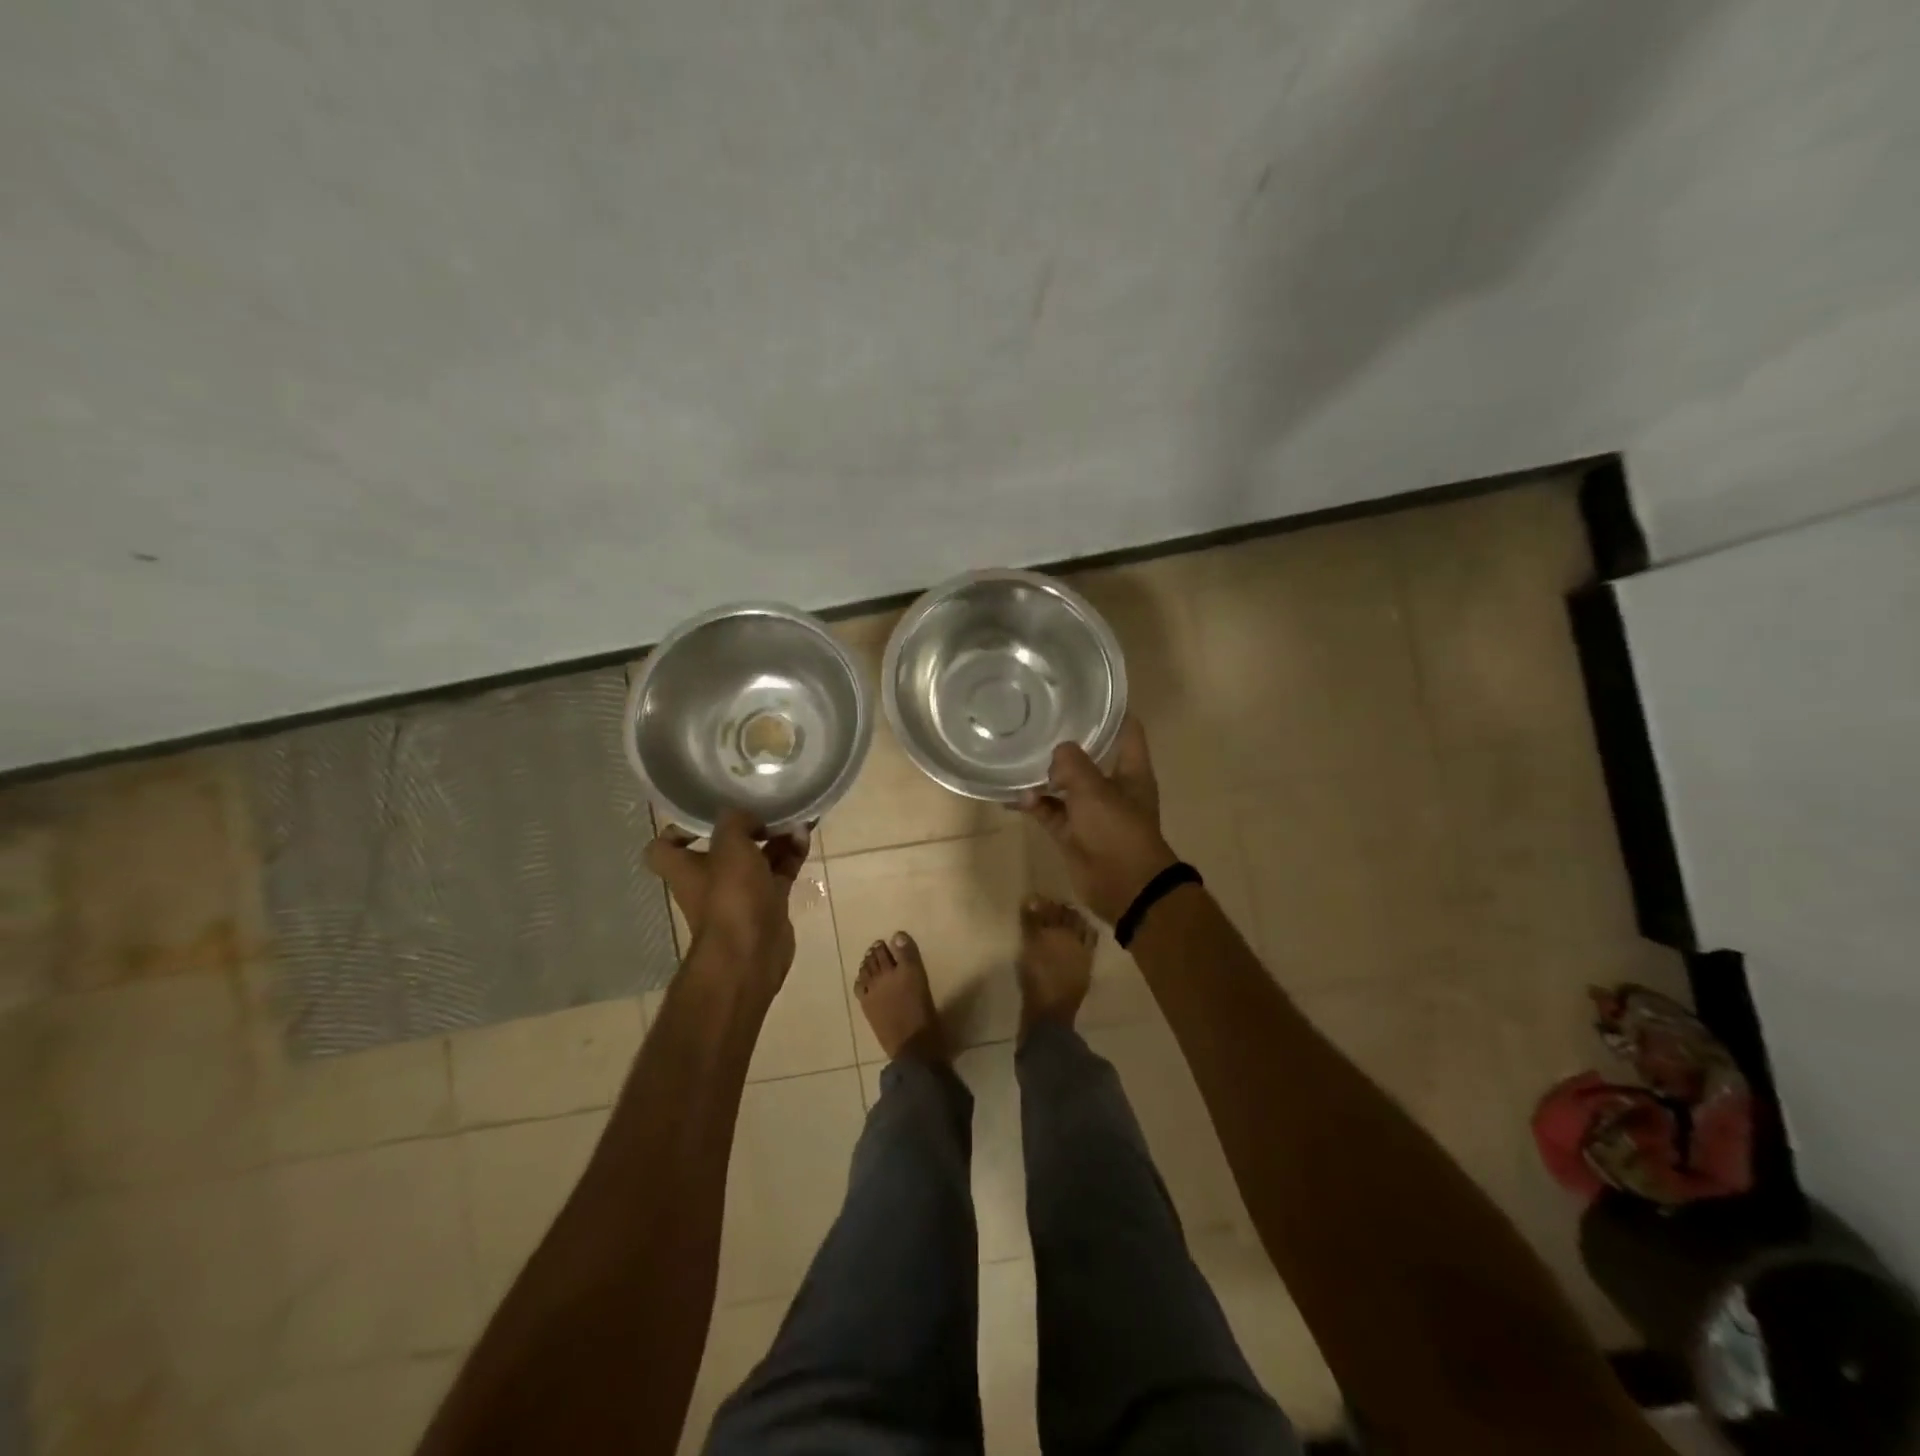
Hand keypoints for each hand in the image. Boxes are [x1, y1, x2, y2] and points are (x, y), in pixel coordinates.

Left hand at [645, 810, 810, 981]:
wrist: (752, 952)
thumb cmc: (730, 896)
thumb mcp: (729, 845)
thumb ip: (736, 820)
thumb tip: (749, 817)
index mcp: (684, 868)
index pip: (664, 847)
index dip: (678, 829)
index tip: (705, 814)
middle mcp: (708, 880)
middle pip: (722, 846)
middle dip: (745, 826)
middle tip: (765, 808)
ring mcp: (740, 893)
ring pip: (756, 856)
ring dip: (775, 838)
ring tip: (795, 819)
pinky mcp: (767, 903)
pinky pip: (779, 871)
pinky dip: (791, 854)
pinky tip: (805, 836)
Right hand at [1018, 716, 1178, 924]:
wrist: (1124, 887)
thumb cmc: (1117, 830)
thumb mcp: (1094, 790)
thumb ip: (1072, 764)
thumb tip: (1057, 753)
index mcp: (1131, 771)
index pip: (1126, 730)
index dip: (1111, 711)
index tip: (1086, 693)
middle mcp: (1112, 787)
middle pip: (1089, 757)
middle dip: (1066, 743)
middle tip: (1037, 720)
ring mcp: (1091, 811)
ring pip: (1064, 786)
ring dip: (1043, 777)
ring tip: (1015, 758)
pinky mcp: (1072, 833)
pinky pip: (1049, 812)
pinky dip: (1033, 805)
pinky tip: (1010, 795)